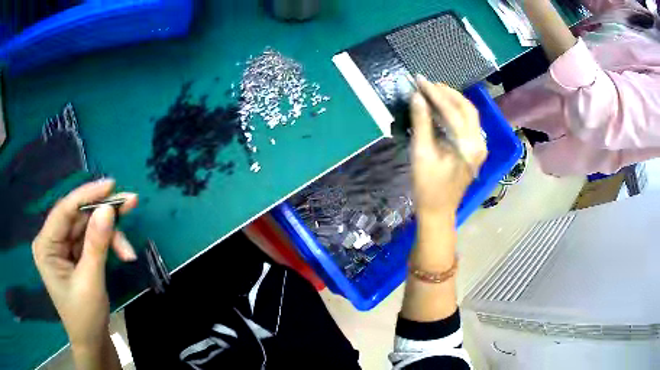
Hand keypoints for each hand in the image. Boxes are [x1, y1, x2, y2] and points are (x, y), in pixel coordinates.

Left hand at [32, 179, 137, 349]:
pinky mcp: (75, 255)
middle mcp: (52, 241)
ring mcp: (63, 248)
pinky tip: (123, 252)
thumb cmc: (85, 317)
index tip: (111, 185)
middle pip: (78, 217)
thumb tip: (108, 209)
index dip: (87, 195)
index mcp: (45, 245)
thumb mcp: (91, 281)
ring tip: (129, 247)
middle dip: (104, 215)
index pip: (64, 211)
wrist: (93, 343)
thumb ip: (97, 244)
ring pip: (88, 227)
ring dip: (110, 234)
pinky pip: (92, 239)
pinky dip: (108, 244)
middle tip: (130, 203)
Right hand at [410, 77, 486, 217]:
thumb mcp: (421, 153)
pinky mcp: (475, 150)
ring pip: (469, 115)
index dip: (435, 94)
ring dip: (453, 101)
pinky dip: (455, 112)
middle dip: (448, 93)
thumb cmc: (427, 187)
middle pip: (467, 108)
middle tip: (428, 84)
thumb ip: (421, 123)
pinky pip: (468, 124)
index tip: (420, 80)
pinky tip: (441, 107)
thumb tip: (416, 96)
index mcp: (468, 146)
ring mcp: (479, 147)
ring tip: (433, 91)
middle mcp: (479, 144)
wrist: (438, 212)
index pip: (452, 111)